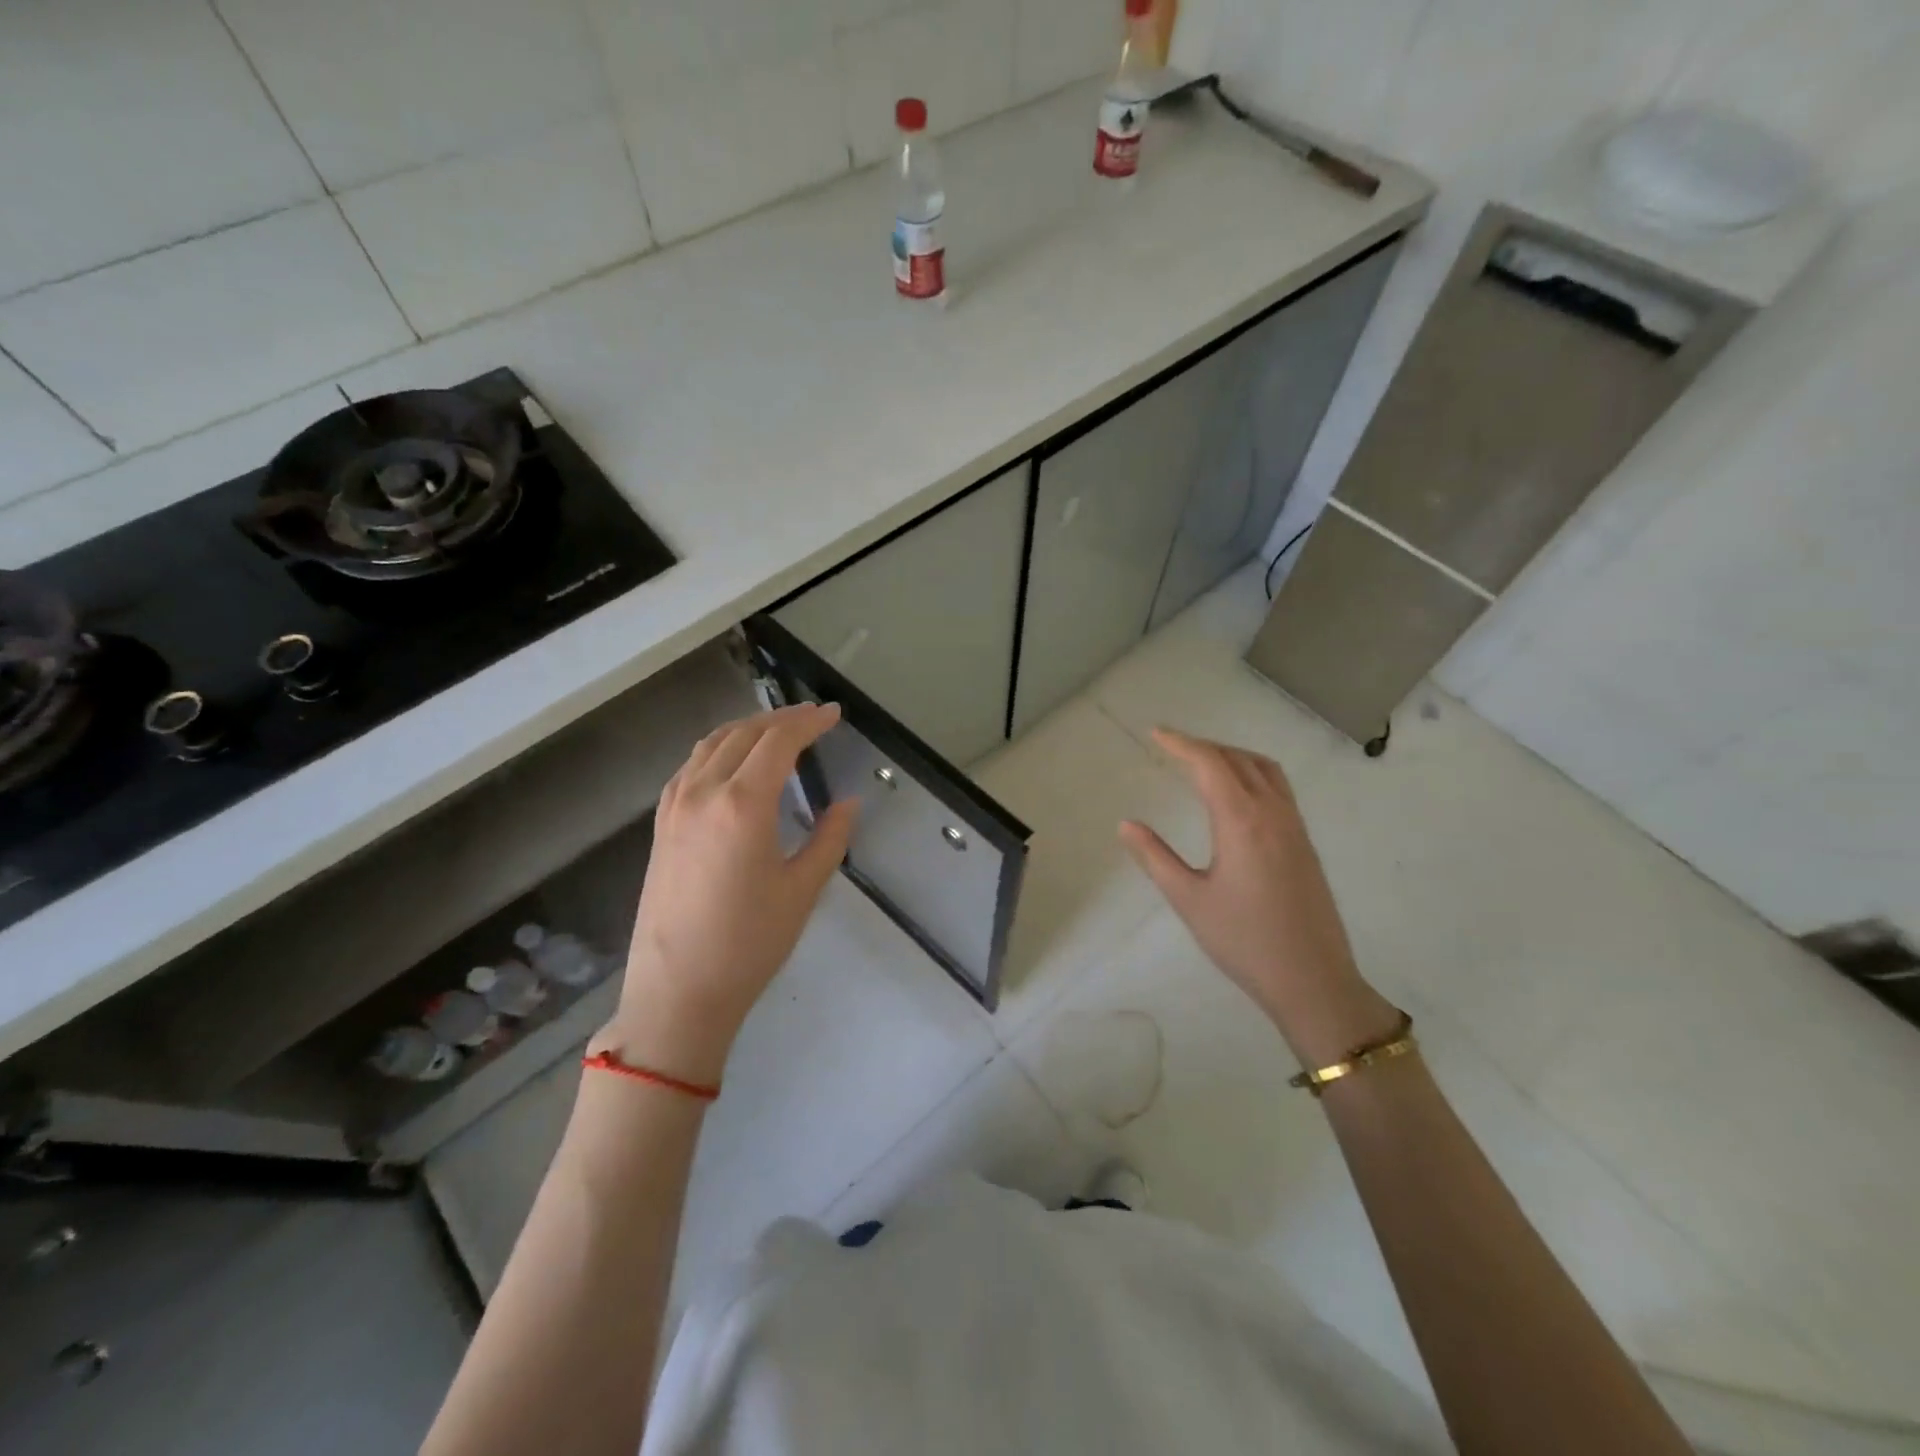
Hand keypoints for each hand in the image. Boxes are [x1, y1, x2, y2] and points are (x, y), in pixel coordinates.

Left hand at [594, 703, 857, 1085]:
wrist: (678, 992)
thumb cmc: (749, 943)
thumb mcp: (802, 890)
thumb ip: (829, 838)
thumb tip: (849, 803)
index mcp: (743, 803)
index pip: (779, 741)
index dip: (809, 722)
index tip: (833, 714)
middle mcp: (703, 792)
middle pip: (744, 734)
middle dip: (781, 719)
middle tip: (812, 717)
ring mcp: (675, 807)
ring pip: (711, 744)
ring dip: (747, 728)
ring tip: (776, 731)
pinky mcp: (661, 825)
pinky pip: (690, 767)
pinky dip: (717, 750)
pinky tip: (730, 762)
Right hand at [1119, 728, 1398, 1065]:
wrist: (1313, 981)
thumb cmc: (1244, 941)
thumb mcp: (1189, 900)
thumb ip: (1155, 857)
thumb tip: (1126, 824)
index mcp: (1242, 821)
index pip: (1210, 764)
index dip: (1181, 744)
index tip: (1156, 733)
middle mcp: (1273, 813)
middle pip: (1239, 759)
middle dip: (1204, 746)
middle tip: (1172, 747)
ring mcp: (1295, 827)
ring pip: (1265, 770)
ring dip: (1232, 756)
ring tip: (1203, 762)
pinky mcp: (1305, 843)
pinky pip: (1279, 788)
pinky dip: (1252, 773)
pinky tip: (1236, 795)